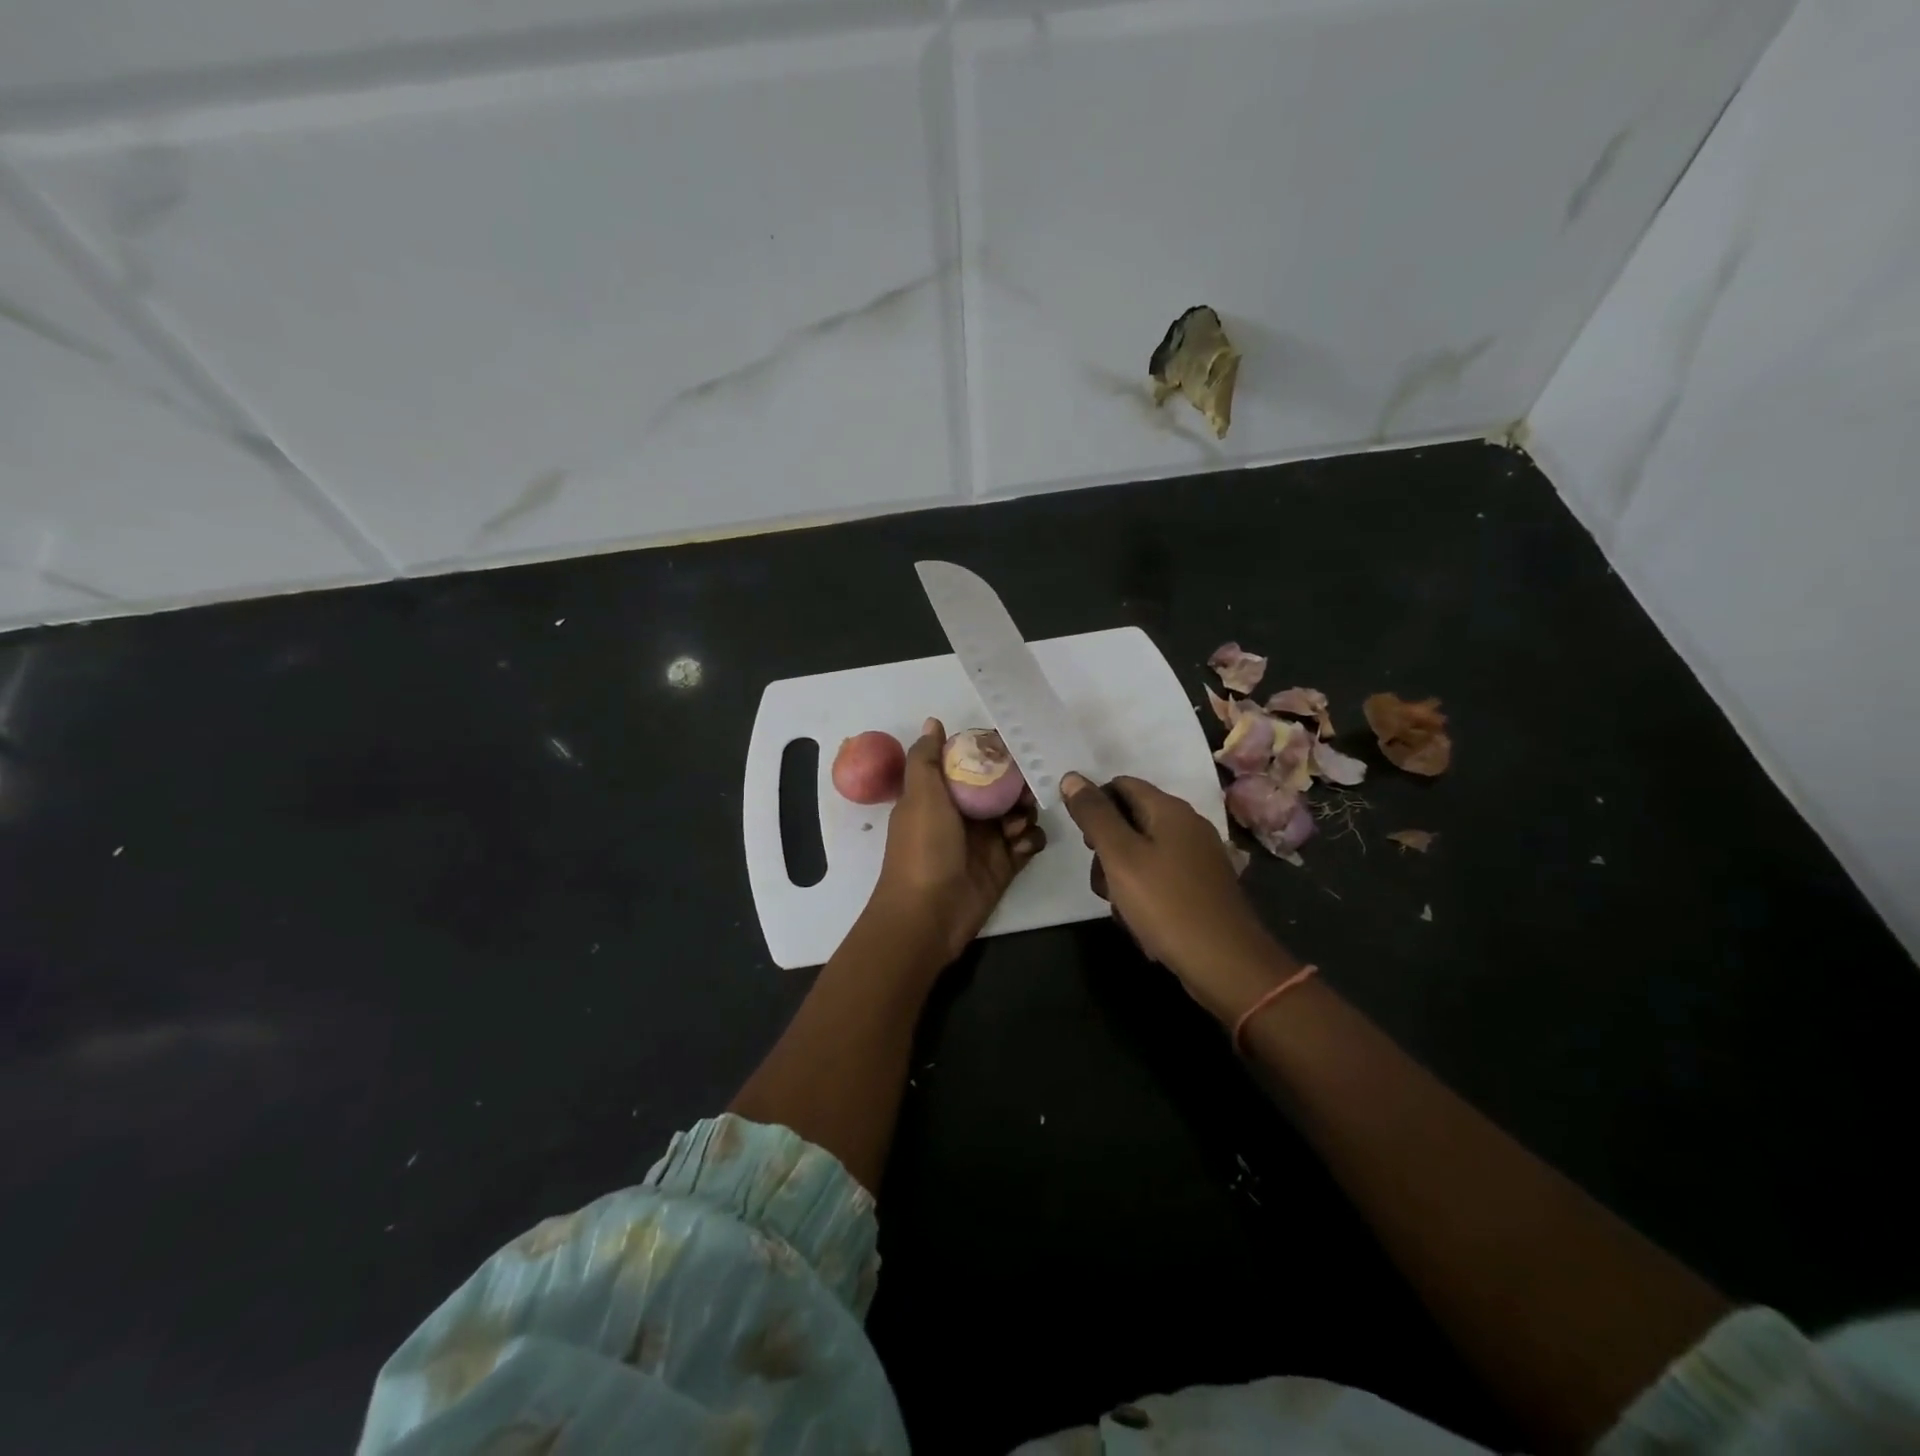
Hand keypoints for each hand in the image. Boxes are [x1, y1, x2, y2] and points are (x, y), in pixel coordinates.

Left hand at [869, 718, 1046, 966]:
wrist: (928, 914)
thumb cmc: (922, 848)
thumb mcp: (920, 796)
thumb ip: (926, 758)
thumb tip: (933, 721)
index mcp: (941, 794)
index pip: (971, 763)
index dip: (991, 752)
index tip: (1012, 744)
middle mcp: (964, 814)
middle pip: (1001, 786)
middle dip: (1018, 782)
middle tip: (1026, 787)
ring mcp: (986, 840)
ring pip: (1018, 812)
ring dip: (1025, 812)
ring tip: (1017, 822)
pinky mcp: (1005, 865)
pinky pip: (1028, 843)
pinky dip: (1031, 839)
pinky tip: (1023, 844)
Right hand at [1061, 771, 1294, 1023]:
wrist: (1225, 963)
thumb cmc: (1166, 904)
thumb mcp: (1120, 856)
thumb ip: (1094, 815)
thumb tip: (1071, 777)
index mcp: (1170, 810)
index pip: (1121, 785)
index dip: (1095, 806)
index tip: (1084, 843)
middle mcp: (1188, 826)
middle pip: (1130, 820)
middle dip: (1106, 850)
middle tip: (1102, 882)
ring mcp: (1198, 857)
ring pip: (1141, 853)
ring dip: (1121, 877)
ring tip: (1121, 908)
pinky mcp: (1201, 886)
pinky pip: (1160, 877)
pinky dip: (1143, 894)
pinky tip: (1141, 921)